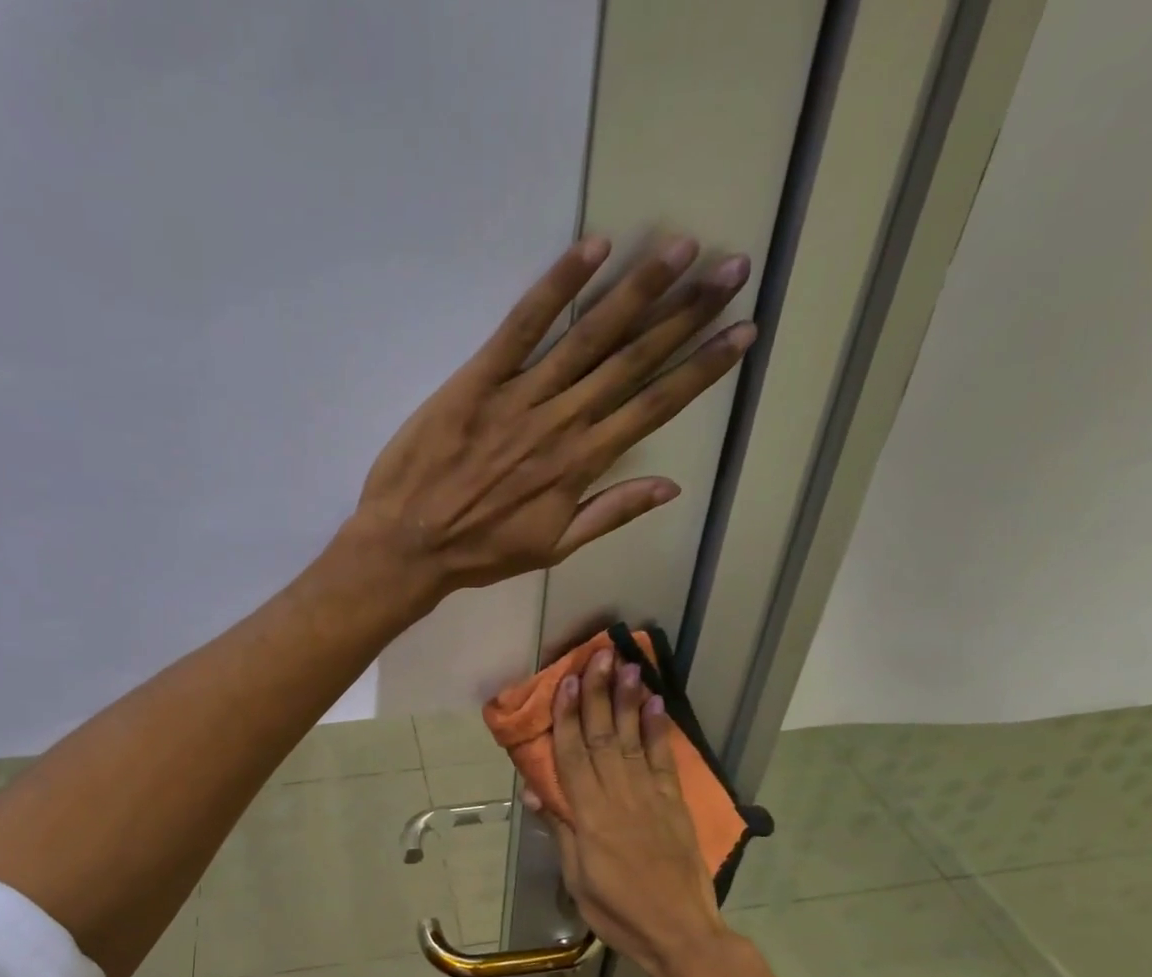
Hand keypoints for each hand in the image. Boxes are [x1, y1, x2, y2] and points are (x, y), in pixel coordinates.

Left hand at [341, 236, 753, 601]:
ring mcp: (519, 397)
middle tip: (732, 269)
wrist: (408, 545)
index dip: (702, 369)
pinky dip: (556, 288)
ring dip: (638, 291)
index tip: (743, 332)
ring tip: (682, 249)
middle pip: (633, 361)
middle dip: (686, 314)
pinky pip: (522, 326)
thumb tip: (672, 487)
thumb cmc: (479, 552)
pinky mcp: (477, 379)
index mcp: (581, 465)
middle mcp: (561, 423)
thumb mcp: (552, 548)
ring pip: (589, 337)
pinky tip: (594, 249)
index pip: (654, 407)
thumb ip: (611, 514)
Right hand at [528, 648, 736, 976]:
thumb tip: (536, 791)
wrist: (680, 932)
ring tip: (627, 665)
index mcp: (589, 817)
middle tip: (598, 655)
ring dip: (628, 701)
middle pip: (603, 737)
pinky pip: (663, 760)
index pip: (573, 756)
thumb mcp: (576, 877)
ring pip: (632, 740)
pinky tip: (655, 704)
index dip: (568, 717)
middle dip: (599, 694)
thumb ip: (561, 830)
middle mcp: (618, 797)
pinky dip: (658, 730)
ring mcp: (650, 798)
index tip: (566, 682)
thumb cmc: (617, 911)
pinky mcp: (674, 804)